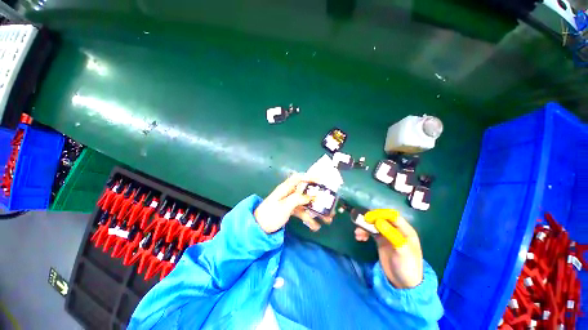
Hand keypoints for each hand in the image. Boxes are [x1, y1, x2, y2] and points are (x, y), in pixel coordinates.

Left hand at [254, 174, 332, 233]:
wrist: (258, 228)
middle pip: (306, 191)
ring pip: (306, 203)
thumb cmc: (270, 215)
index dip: (309, 177)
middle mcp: (289, 193)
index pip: (298, 178)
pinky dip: (309, 218)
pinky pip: (302, 212)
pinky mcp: (290, 211)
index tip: (321, 180)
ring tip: (328, 219)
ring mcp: (290, 202)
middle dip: (318, 197)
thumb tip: (312, 196)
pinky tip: (315, 226)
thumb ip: (298, 199)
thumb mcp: (284, 206)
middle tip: (329, 202)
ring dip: (316, 210)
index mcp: (286, 189)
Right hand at [355, 209, 422, 288]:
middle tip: (360, 222)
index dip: (380, 214)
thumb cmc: (407, 266)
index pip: (392, 216)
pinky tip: (359, 237)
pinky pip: (370, 232)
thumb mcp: (401, 251)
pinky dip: (364, 232)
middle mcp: (396, 230)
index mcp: (405, 230)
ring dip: (364, 226)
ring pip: (374, 225)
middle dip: (370, 219)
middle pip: (381, 218)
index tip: (368, 217)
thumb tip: (378, 221)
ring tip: (358, 234)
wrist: (404, 284)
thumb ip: (391, 235)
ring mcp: (387, 235)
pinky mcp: (380, 241)